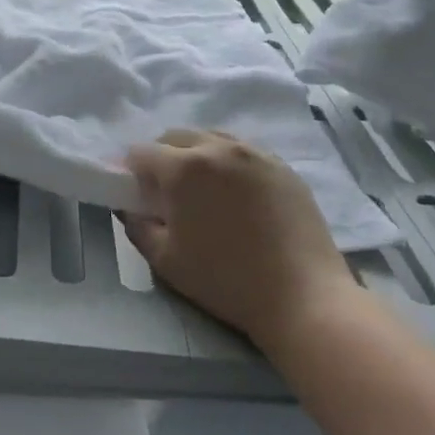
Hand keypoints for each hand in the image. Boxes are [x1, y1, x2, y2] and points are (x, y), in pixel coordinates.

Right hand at [123, 129, 358, 349]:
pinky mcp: (282, 166)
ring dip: (197, 156)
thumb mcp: (165, 260)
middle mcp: (217, 148)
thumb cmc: (225, 280)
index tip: (138, 195)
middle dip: (163, 158)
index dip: (132, 172)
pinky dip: (229, 164)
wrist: (304, 297)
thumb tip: (130, 206)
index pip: (141, 152)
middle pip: (175, 136)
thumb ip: (137, 226)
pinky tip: (237, 196)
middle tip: (168, 193)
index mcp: (183, 168)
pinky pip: (243, 152)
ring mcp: (254, 153)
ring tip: (204, 191)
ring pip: (211, 139)